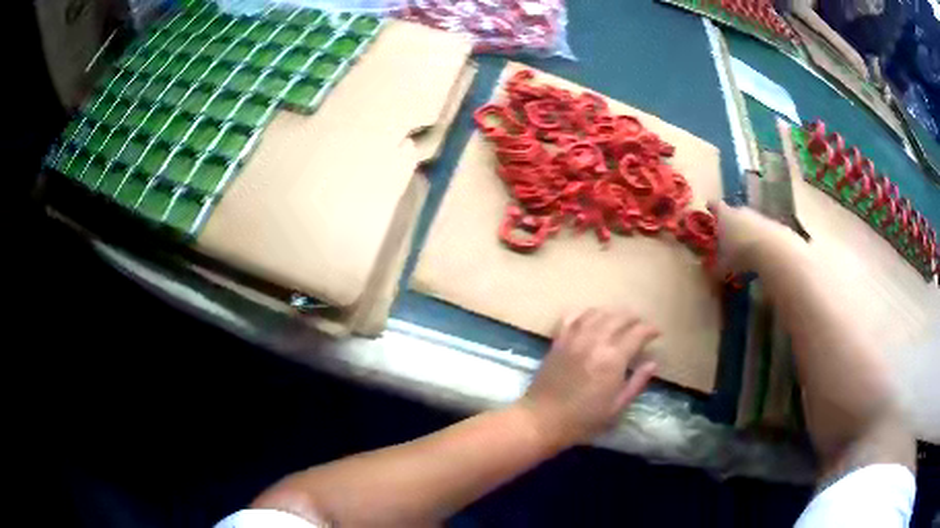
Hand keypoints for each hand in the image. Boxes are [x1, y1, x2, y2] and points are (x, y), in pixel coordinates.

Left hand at [518, 308, 658, 447]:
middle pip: (618, 317)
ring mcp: (573, 338)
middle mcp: (595, 341)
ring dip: (612, 313)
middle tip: (640, 325)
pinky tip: (591, 317)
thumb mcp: (616, 407)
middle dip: (633, 318)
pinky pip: (572, 317)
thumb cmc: (583, 420)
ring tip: (619, 320)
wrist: (541, 420)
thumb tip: (653, 363)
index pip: (637, 333)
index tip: (657, 333)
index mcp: (613, 359)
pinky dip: (585, 313)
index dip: (650, 330)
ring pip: (597, 313)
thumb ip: (637, 382)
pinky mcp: (558, 341)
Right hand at [708, 201, 795, 274]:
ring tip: (746, 249)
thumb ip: (717, 266)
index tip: (709, 207)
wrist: (771, 249)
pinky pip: (762, 230)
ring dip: (747, 231)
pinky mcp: (772, 223)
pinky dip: (760, 238)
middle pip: (733, 213)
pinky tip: (761, 253)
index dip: (711, 207)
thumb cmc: (741, 253)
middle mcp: (740, 211)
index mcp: (724, 216)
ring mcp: (757, 215)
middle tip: (729, 238)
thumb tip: (712, 270)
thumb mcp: (724, 265)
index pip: (714, 205)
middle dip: (731, 224)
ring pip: (749, 222)